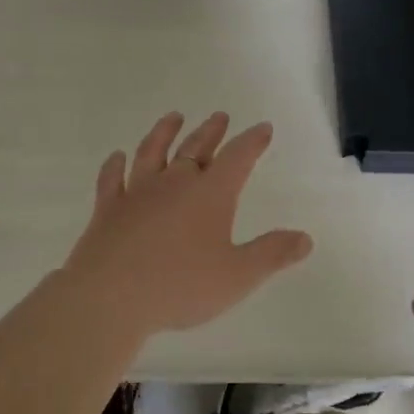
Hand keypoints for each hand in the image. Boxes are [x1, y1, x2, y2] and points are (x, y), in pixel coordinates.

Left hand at [62, 111, 313, 337]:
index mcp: (210, 194)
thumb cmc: (180, 285)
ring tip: (173, 118)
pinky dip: (115, 165)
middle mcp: (174, 183)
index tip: (262, 127)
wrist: (109, 296)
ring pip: (153, 152)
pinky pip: (112, 179)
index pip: (238, 157)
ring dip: (164, 133)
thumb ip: (272, 254)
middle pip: (196, 148)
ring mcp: (137, 193)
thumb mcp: (238, 276)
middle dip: (212, 132)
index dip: (252, 141)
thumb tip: (305, 238)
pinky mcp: (108, 209)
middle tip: (219, 116)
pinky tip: (117, 157)